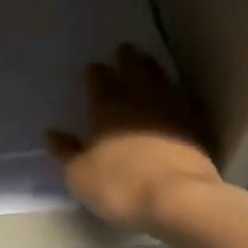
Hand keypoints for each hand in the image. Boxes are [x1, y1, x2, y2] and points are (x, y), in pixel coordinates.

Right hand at [46, 44, 221, 234]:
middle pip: (133, 73)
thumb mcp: (80, 175)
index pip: (99, 83)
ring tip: (147, 60)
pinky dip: (180, 95)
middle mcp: (139, 103)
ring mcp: (172, 113)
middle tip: (124, 48)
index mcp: (107, 110)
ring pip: (160, 82)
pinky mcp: (196, 128)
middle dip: (127, 60)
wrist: (178, 198)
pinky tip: (179, 95)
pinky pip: (186, 103)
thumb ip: (66, 152)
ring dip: (153, 69)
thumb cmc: (120, 187)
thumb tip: (52, 134)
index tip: (93, 66)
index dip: (95, 74)